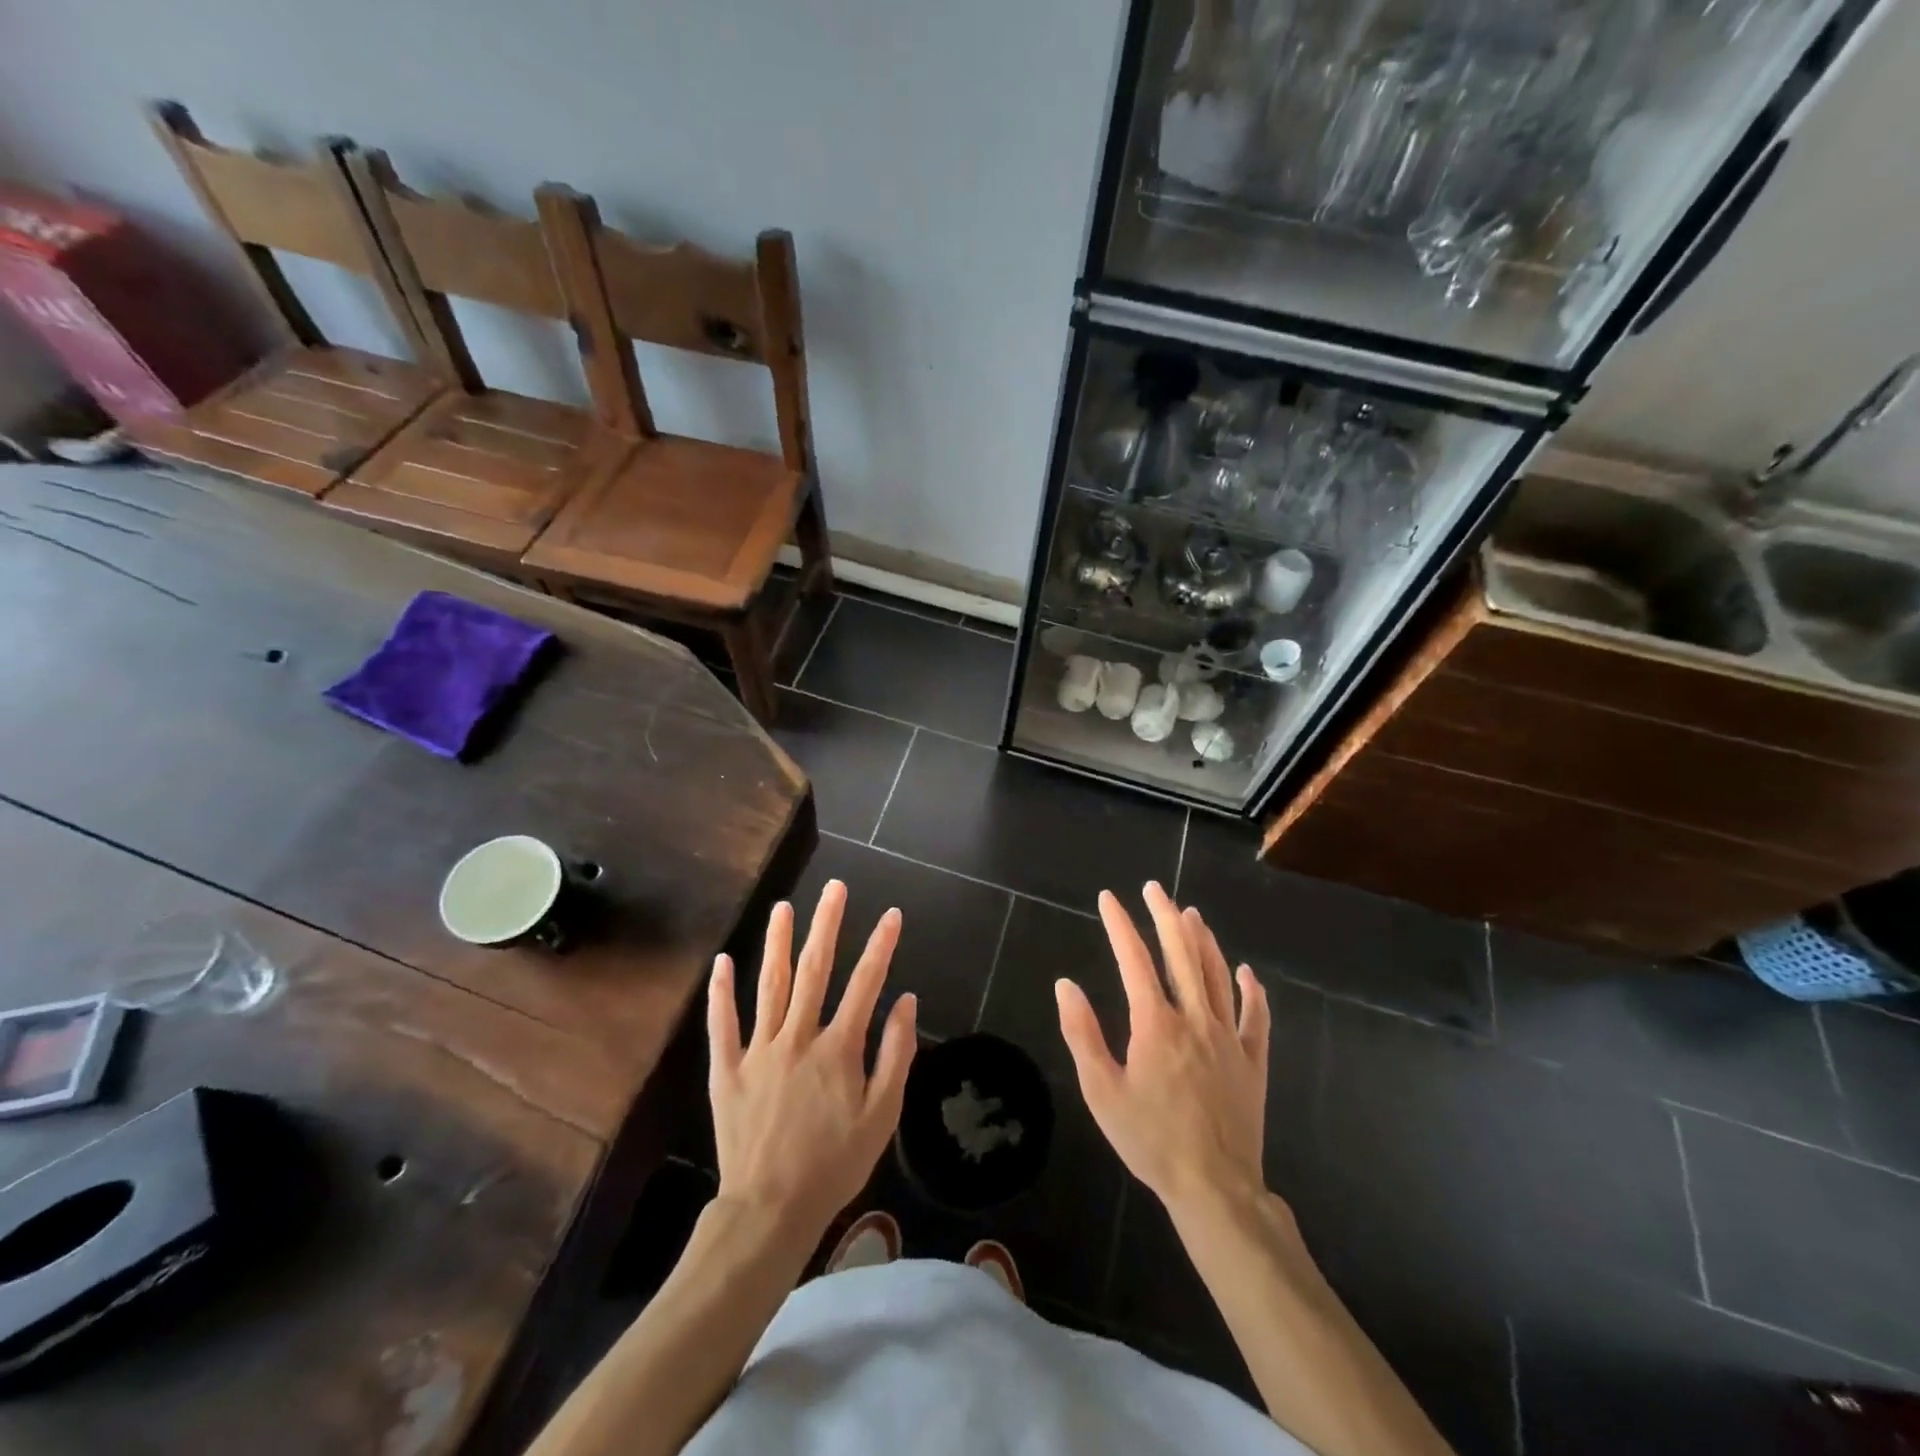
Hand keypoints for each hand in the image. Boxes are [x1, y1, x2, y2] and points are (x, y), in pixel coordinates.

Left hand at [707, 880, 916, 1242]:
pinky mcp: (728, 1069)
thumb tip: (907, 1002)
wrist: (770, 1210)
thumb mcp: (881, 1117)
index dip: (881, 946)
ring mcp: (759, 1050)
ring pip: (769, 984)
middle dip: (827, 925)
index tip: (892, 915)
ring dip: (777, 942)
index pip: (865, 984)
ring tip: (784, 906)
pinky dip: (722, 992)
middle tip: (834, 888)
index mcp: (838, 1049)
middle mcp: (798, 1037)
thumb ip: (895, 1056)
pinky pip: (723, 1024)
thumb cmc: (834, 1164)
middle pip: (814, 970)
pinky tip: (723, 961)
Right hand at [1056, 882, 1270, 1221]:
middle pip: (1181, 955)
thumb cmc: (1150, 1141)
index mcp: (1156, 1024)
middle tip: (1154, 888)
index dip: (1120, 925)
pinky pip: (1256, 1018)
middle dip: (1165, 916)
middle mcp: (1195, 1019)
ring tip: (1191, 913)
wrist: (1215, 1189)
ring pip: (1217, 976)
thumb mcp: (1101, 1091)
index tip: (1108, 898)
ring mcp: (1229, 1039)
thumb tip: (1065, 985)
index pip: (1135, 960)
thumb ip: (1082, 1034)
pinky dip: (1252, 991)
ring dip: (1204, 940)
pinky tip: (1246, 972)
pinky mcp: (1253, 1062)